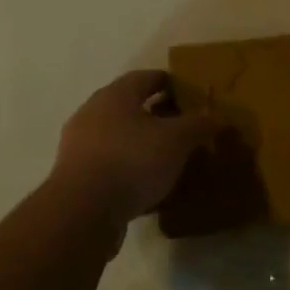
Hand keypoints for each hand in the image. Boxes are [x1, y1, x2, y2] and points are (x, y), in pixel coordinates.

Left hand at [52, 71, 221, 221]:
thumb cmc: (132, 160)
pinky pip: (110, 165)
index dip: (167, 81)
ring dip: (140, 143)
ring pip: (118, 137)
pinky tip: (148, 185)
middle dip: (154, 114)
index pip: (144, 78)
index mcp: (115, 95)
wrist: (83, 211)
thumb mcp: (176, 140)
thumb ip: (197, 124)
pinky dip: (129, 169)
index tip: (186, 91)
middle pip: (128, 107)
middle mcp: (92, 113)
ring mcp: (79, 146)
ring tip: (167, 157)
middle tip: (181, 125)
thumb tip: (214, 116)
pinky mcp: (75, 177)